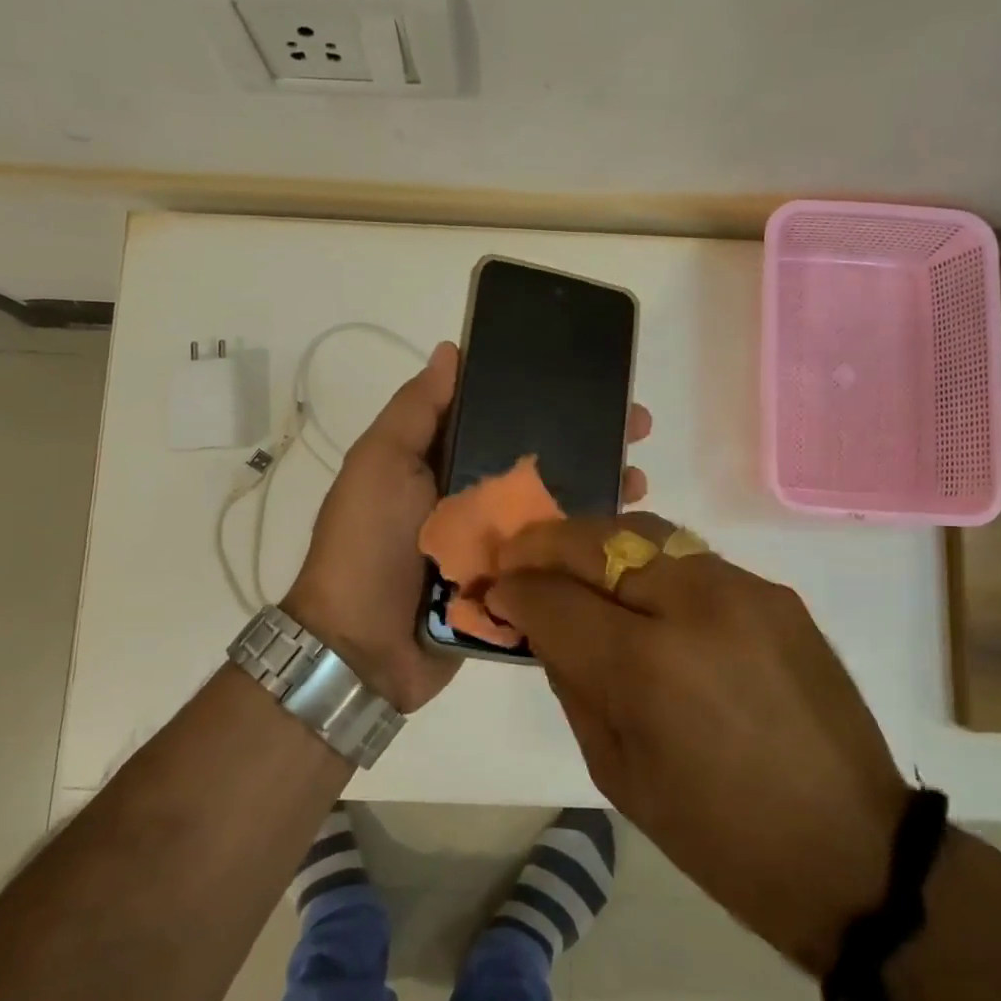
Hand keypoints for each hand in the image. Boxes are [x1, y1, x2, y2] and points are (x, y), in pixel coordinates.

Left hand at [284, 343, 653, 713]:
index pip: (502, 416)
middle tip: (637, 426)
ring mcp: (497, 544)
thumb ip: (416, 411)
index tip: (590, 379)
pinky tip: (625, 529)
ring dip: (598, 486)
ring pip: (556, 506)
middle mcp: (475, 497)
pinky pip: (557, 558)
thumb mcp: (380, 465)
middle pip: (539, 459)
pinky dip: (588, 543)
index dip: (544, 395)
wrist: (361, 649)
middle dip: (587, 438)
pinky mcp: (514, 586)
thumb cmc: (367, 544)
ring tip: (639, 476)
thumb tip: (450, 350)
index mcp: (444, 462)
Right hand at [487, 513, 907, 974]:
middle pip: (597, 540)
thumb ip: (571, 682)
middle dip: (544, 542)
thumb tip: (541, 624)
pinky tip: (635, 587)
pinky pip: (690, 556)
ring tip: (568, 558)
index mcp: (647, 669)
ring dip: (594, 540)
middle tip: (516, 555)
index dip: (514, 589)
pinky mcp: (773, 591)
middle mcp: (694, 607)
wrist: (851, 849)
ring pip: (645, 531)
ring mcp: (741, 589)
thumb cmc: (719, 836)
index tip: (494, 589)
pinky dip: (646, 561)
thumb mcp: (617, 772)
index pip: (555, 599)